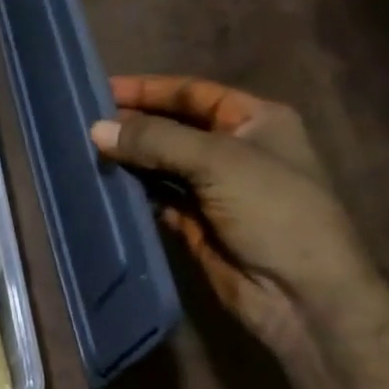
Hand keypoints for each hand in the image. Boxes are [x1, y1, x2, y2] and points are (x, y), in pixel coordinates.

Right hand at [91, 76, 386, 358]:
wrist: (304, 300)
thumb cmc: (273, 211)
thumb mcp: (218, 161)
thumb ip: (155, 139)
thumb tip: (96, 129)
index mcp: (255, 120)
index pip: (192, 92)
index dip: (148, 89)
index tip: (102, 88)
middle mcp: (234, 149)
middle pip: (172, 125)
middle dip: (132, 123)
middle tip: (85, 120)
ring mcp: (214, 187)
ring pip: (160, 161)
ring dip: (128, 156)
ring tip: (84, 147)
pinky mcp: (196, 222)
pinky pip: (156, 195)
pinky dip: (132, 188)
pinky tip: (102, 180)